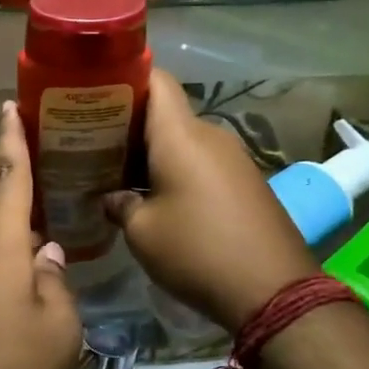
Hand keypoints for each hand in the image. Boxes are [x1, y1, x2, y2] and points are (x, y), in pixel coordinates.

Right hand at [104, 70, 318, 331]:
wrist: (274, 291)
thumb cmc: (197, 251)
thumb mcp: (142, 233)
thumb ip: (120, 204)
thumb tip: (113, 198)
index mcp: (180, 135)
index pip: (156, 79)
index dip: (126, 78)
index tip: (96, 94)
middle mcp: (209, 135)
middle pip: (165, 112)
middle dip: (129, 124)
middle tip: (94, 143)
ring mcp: (232, 158)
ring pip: (183, 139)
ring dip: (152, 151)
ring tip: (118, 173)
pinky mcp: (245, 181)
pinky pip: (201, 161)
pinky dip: (176, 169)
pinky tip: (155, 196)